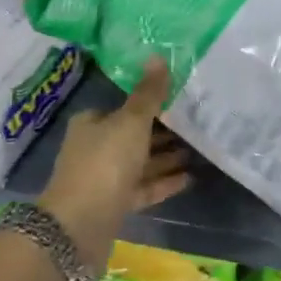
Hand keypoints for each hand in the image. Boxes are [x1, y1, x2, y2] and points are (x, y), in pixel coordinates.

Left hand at [39, 58, 190, 270]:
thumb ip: (148, 94)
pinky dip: (163, 182)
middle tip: (197, 124)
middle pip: (133, 135)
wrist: (80, 225)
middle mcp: (94, 147)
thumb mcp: (130, 122)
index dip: (150, 104)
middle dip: (162, 132)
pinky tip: (189, 179)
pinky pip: (143, 188)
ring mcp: (103, 178)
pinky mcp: (114, 205)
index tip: (179, 100)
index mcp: (91, 123)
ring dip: (166, 157)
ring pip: (139, 163)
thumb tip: (157, 56)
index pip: (123, 107)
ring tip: (199, 150)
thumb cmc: (104, 162)